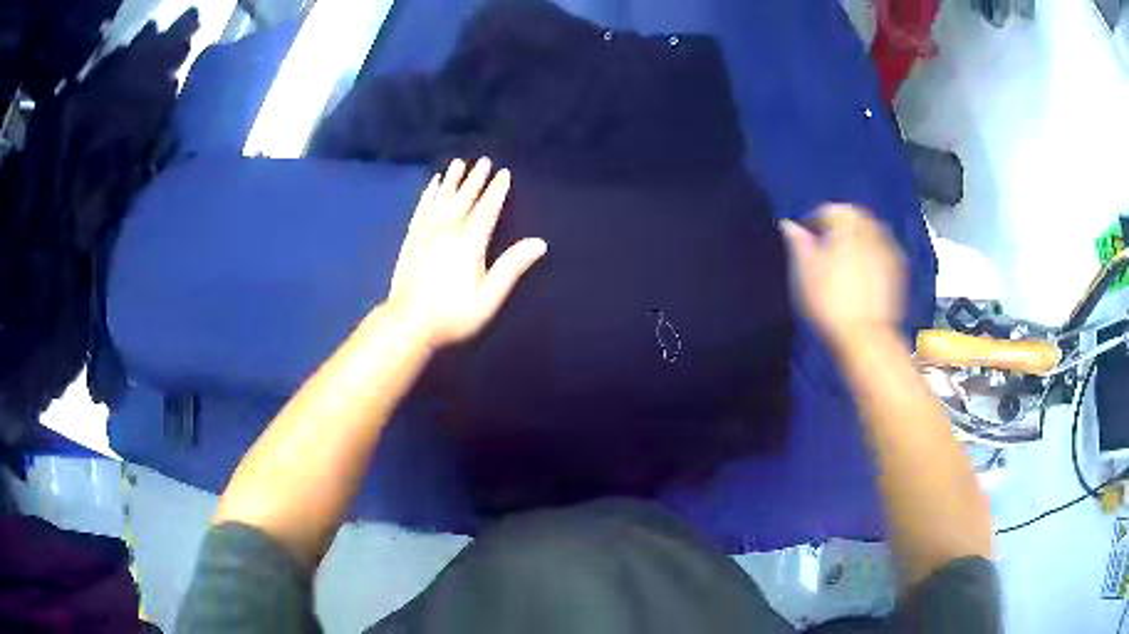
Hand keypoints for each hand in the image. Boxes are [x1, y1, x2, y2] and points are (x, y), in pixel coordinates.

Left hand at [387, 157, 546, 349]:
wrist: (408, 322)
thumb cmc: (454, 314)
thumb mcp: (489, 296)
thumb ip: (512, 267)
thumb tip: (540, 242)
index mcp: (470, 243)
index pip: (487, 209)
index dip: (496, 190)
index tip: (504, 173)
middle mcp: (448, 230)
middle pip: (464, 198)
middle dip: (475, 179)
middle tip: (483, 161)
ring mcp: (426, 232)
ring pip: (442, 198)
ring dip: (452, 180)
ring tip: (458, 163)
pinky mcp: (411, 239)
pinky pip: (422, 208)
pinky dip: (428, 194)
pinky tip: (432, 184)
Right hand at [781, 204, 905, 347]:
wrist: (865, 337)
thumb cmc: (830, 303)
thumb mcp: (804, 272)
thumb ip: (797, 243)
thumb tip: (788, 225)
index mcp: (847, 225)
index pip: (831, 209)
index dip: (815, 220)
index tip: (805, 235)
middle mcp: (871, 231)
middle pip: (856, 217)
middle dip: (841, 226)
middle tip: (826, 245)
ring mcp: (889, 251)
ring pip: (872, 233)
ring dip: (858, 239)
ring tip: (844, 259)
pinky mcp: (899, 271)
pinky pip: (883, 252)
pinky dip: (872, 255)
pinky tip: (862, 274)